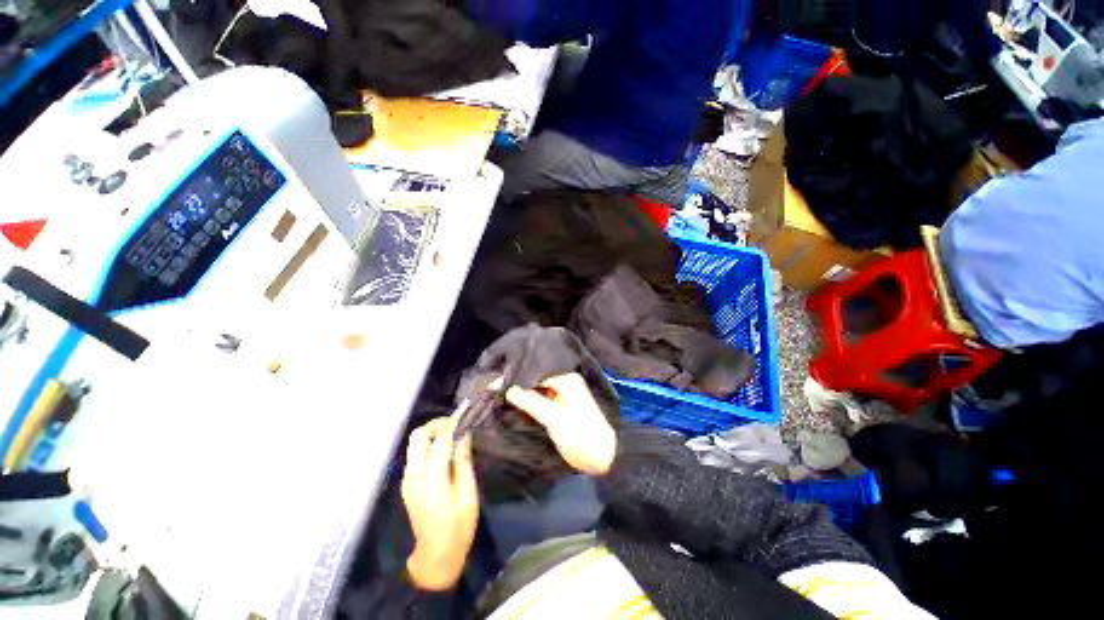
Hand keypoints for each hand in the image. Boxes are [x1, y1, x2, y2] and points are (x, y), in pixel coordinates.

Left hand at [401, 416, 478, 590]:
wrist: (435, 556)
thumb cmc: (458, 526)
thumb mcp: (468, 494)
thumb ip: (463, 462)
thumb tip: (464, 435)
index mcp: (432, 476)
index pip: (440, 438)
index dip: (453, 422)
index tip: (466, 412)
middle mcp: (414, 474)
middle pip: (418, 436)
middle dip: (437, 424)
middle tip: (457, 423)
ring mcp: (407, 479)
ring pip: (415, 444)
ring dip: (432, 433)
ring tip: (453, 434)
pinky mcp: (407, 484)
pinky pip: (416, 455)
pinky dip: (428, 445)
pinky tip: (444, 451)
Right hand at [505, 373, 616, 475]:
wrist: (600, 457)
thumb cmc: (580, 434)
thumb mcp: (554, 418)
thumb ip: (531, 402)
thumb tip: (508, 389)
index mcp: (566, 379)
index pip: (537, 371)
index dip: (518, 375)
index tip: (496, 381)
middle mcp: (563, 382)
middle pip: (536, 379)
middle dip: (517, 383)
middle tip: (493, 386)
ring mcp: (560, 395)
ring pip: (536, 389)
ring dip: (521, 393)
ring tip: (497, 392)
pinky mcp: (557, 407)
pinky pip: (539, 399)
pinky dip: (527, 401)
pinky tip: (511, 402)